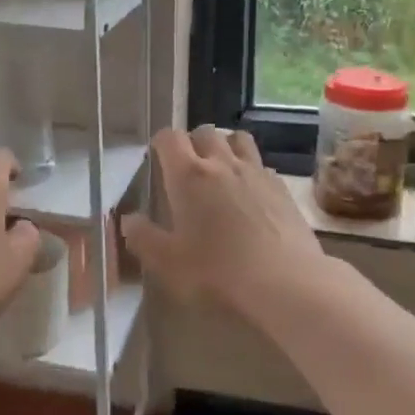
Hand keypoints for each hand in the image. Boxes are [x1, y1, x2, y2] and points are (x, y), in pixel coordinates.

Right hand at [121, 126, 325, 310]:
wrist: (285, 283)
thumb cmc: (218, 273)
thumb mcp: (168, 263)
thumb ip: (143, 238)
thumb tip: (128, 219)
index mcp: (188, 175)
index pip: (169, 137)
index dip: (160, 144)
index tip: (157, 160)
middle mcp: (221, 162)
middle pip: (204, 131)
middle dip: (192, 143)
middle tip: (187, 170)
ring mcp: (255, 171)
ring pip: (237, 139)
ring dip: (224, 146)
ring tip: (220, 171)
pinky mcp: (281, 186)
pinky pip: (260, 163)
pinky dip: (250, 169)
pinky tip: (250, 194)